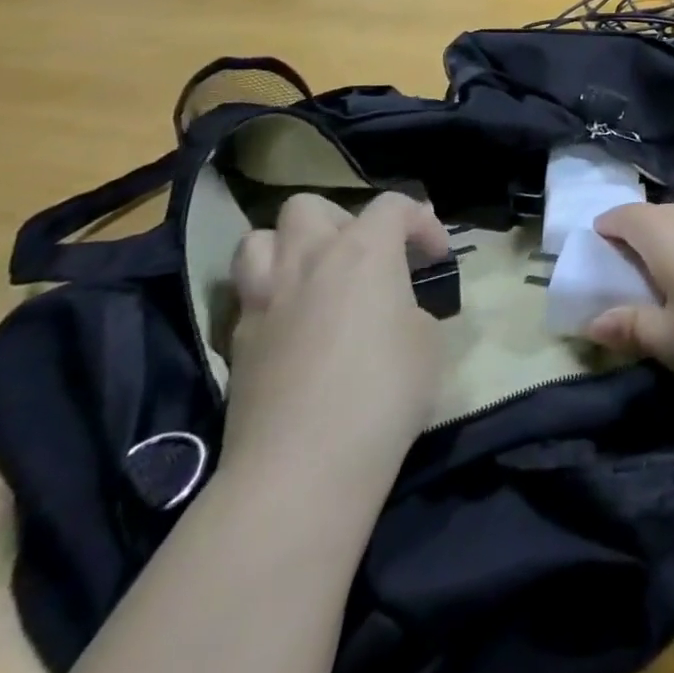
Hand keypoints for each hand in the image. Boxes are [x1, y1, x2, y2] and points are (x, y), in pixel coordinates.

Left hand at [221, 192, 451, 495]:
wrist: (302, 467)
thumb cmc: (384, 391)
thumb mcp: (429, 341)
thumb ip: (412, 309)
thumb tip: (396, 314)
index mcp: (363, 250)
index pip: (393, 205)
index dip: (421, 222)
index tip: (437, 257)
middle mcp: (308, 260)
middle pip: (308, 207)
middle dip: (341, 221)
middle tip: (366, 257)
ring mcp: (264, 300)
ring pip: (259, 240)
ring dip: (288, 248)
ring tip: (315, 277)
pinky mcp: (236, 344)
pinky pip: (248, 296)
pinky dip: (272, 297)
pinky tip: (295, 328)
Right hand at [586, 201, 673, 399]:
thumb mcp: (671, 342)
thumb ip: (630, 327)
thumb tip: (594, 320)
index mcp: (667, 236)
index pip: (626, 215)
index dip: (606, 227)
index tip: (595, 246)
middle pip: (659, 216)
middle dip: (637, 235)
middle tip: (627, 269)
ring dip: (672, 243)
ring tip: (668, 280)